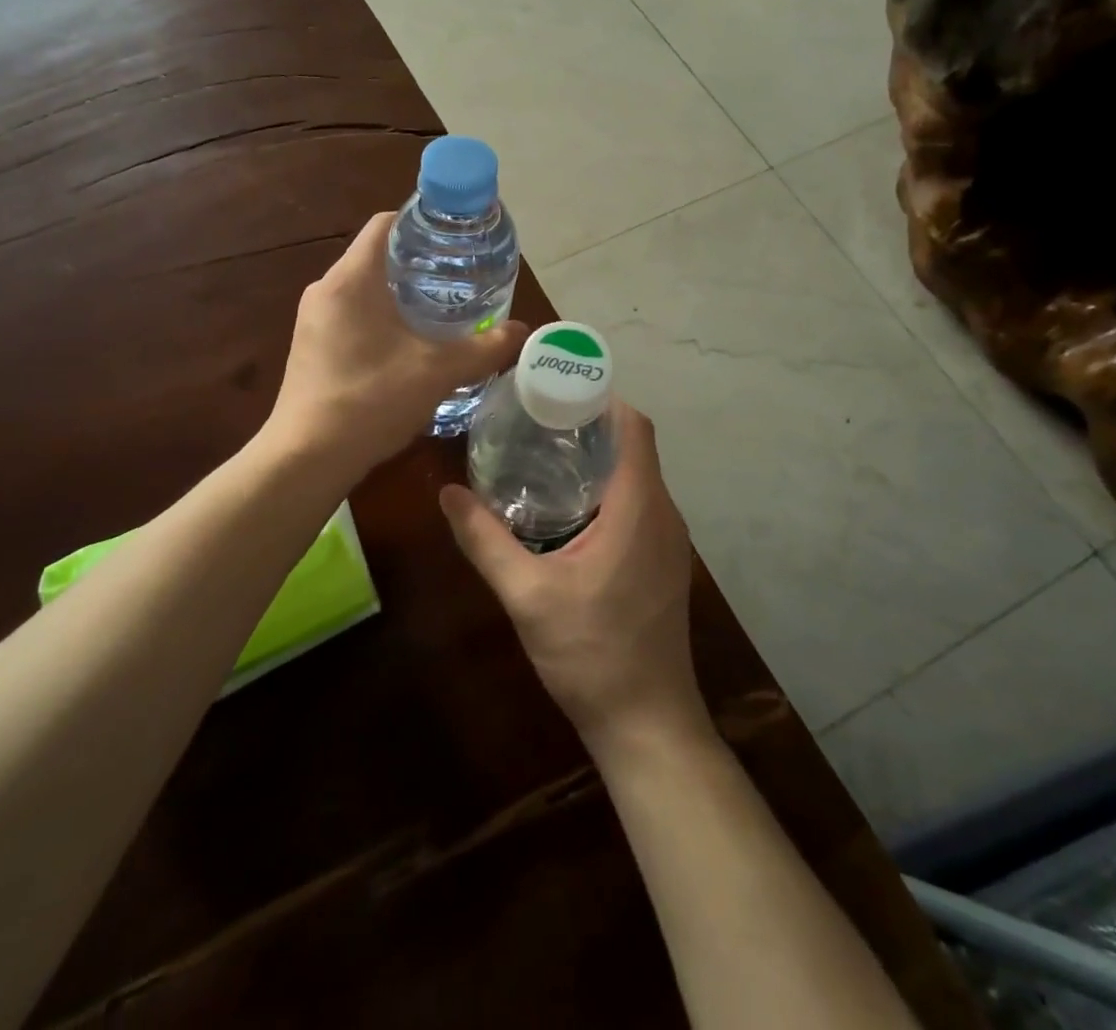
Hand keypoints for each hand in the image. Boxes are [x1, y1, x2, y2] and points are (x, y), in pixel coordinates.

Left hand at [266, 212, 526, 476]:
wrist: (307, 458)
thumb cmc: (371, 400)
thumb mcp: (437, 372)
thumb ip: (483, 348)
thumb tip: (521, 330)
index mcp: (351, 279)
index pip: (386, 224)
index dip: (423, 223)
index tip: (457, 239)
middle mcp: (325, 290)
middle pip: (377, 256)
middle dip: (419, 262)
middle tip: (461, 276)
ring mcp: (313, 319)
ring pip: (364, 288)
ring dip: (401, 293)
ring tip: (442, 309)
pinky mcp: (310, 346)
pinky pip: (352, 314)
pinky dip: (382, 317)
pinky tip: (409, 344)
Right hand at [440, 403, 706, 755]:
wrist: (647, 725)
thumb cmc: (592, 654)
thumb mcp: (527, 595)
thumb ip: (485, 541)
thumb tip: (447, 494)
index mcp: (638, 507)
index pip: (634, 426)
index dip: (601, 398)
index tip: (555, 390)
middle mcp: (663, 513)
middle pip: (633, 446)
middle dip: (589, 424)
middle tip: (534, 418)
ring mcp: (668, 540)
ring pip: (636, 475)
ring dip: (597, 457)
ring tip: (542, 452)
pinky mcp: (662, 562)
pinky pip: (638, 503)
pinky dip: (607, 488)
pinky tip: (565, 507)